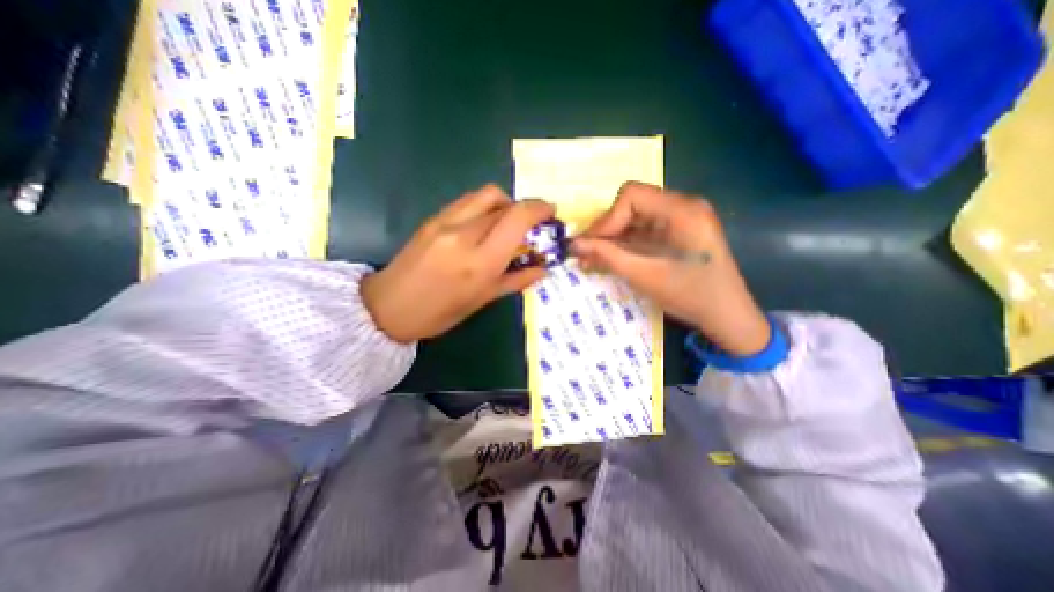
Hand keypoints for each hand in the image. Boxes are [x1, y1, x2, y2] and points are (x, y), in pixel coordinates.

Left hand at [363, 182, 554, 342]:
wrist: (388, 307)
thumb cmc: (440, 313)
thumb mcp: (482, 301)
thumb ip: (516, 280)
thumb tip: (543, 270)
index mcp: (480, 262)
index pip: (516, 219)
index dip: (538, 209)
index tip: (550, 212)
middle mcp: (464, 234)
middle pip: (503, 202)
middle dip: (522, 209)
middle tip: (528, 225)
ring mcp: (445, 222)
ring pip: (485, 194)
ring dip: (503, 203)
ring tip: (506, 223)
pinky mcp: (432, 218)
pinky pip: (467, 201)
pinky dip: (484, 206)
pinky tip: (483, 225)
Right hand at [573, 182, 770, 352]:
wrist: (727, 315)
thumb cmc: (689, 295)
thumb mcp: (644, 275)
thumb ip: (607, 256)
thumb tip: (574, 244)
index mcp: (682, 210)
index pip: (631, 196)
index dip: (607, 219)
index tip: (591, 245)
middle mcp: (683, 205)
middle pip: (632, 205)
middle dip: (607, 229)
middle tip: (586, 253)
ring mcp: (682, 217)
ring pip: (636, 218)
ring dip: (613, 237)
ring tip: (593, 258)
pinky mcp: (679, 231)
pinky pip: (645, 229)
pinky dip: (626, 243)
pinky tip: (611, 257)